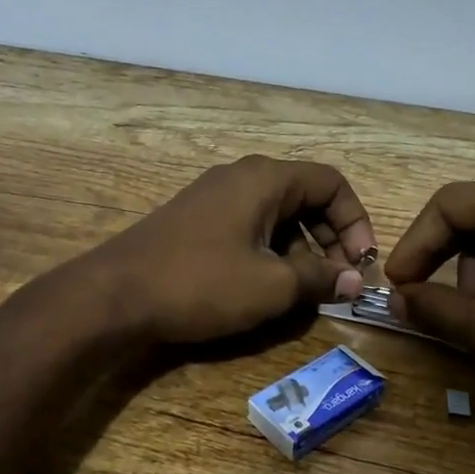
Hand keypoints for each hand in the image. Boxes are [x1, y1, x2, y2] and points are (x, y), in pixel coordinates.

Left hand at [82, 156, 377, 344]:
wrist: (114, 295)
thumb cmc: (200, 283)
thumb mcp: (270, 286)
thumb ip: (318, 279)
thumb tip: (352, 280)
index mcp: (265, 179)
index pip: (331, 183)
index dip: (356, 221)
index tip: (361, 264)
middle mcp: (241, 178)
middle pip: (305, 198)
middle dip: (330, 239)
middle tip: (338, 282)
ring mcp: (214, 198)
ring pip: (277, 216)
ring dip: (301, 251)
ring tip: (305, 293)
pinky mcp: (196, 222)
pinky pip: (249, 228)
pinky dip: (269, 253)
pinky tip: (267, 289)